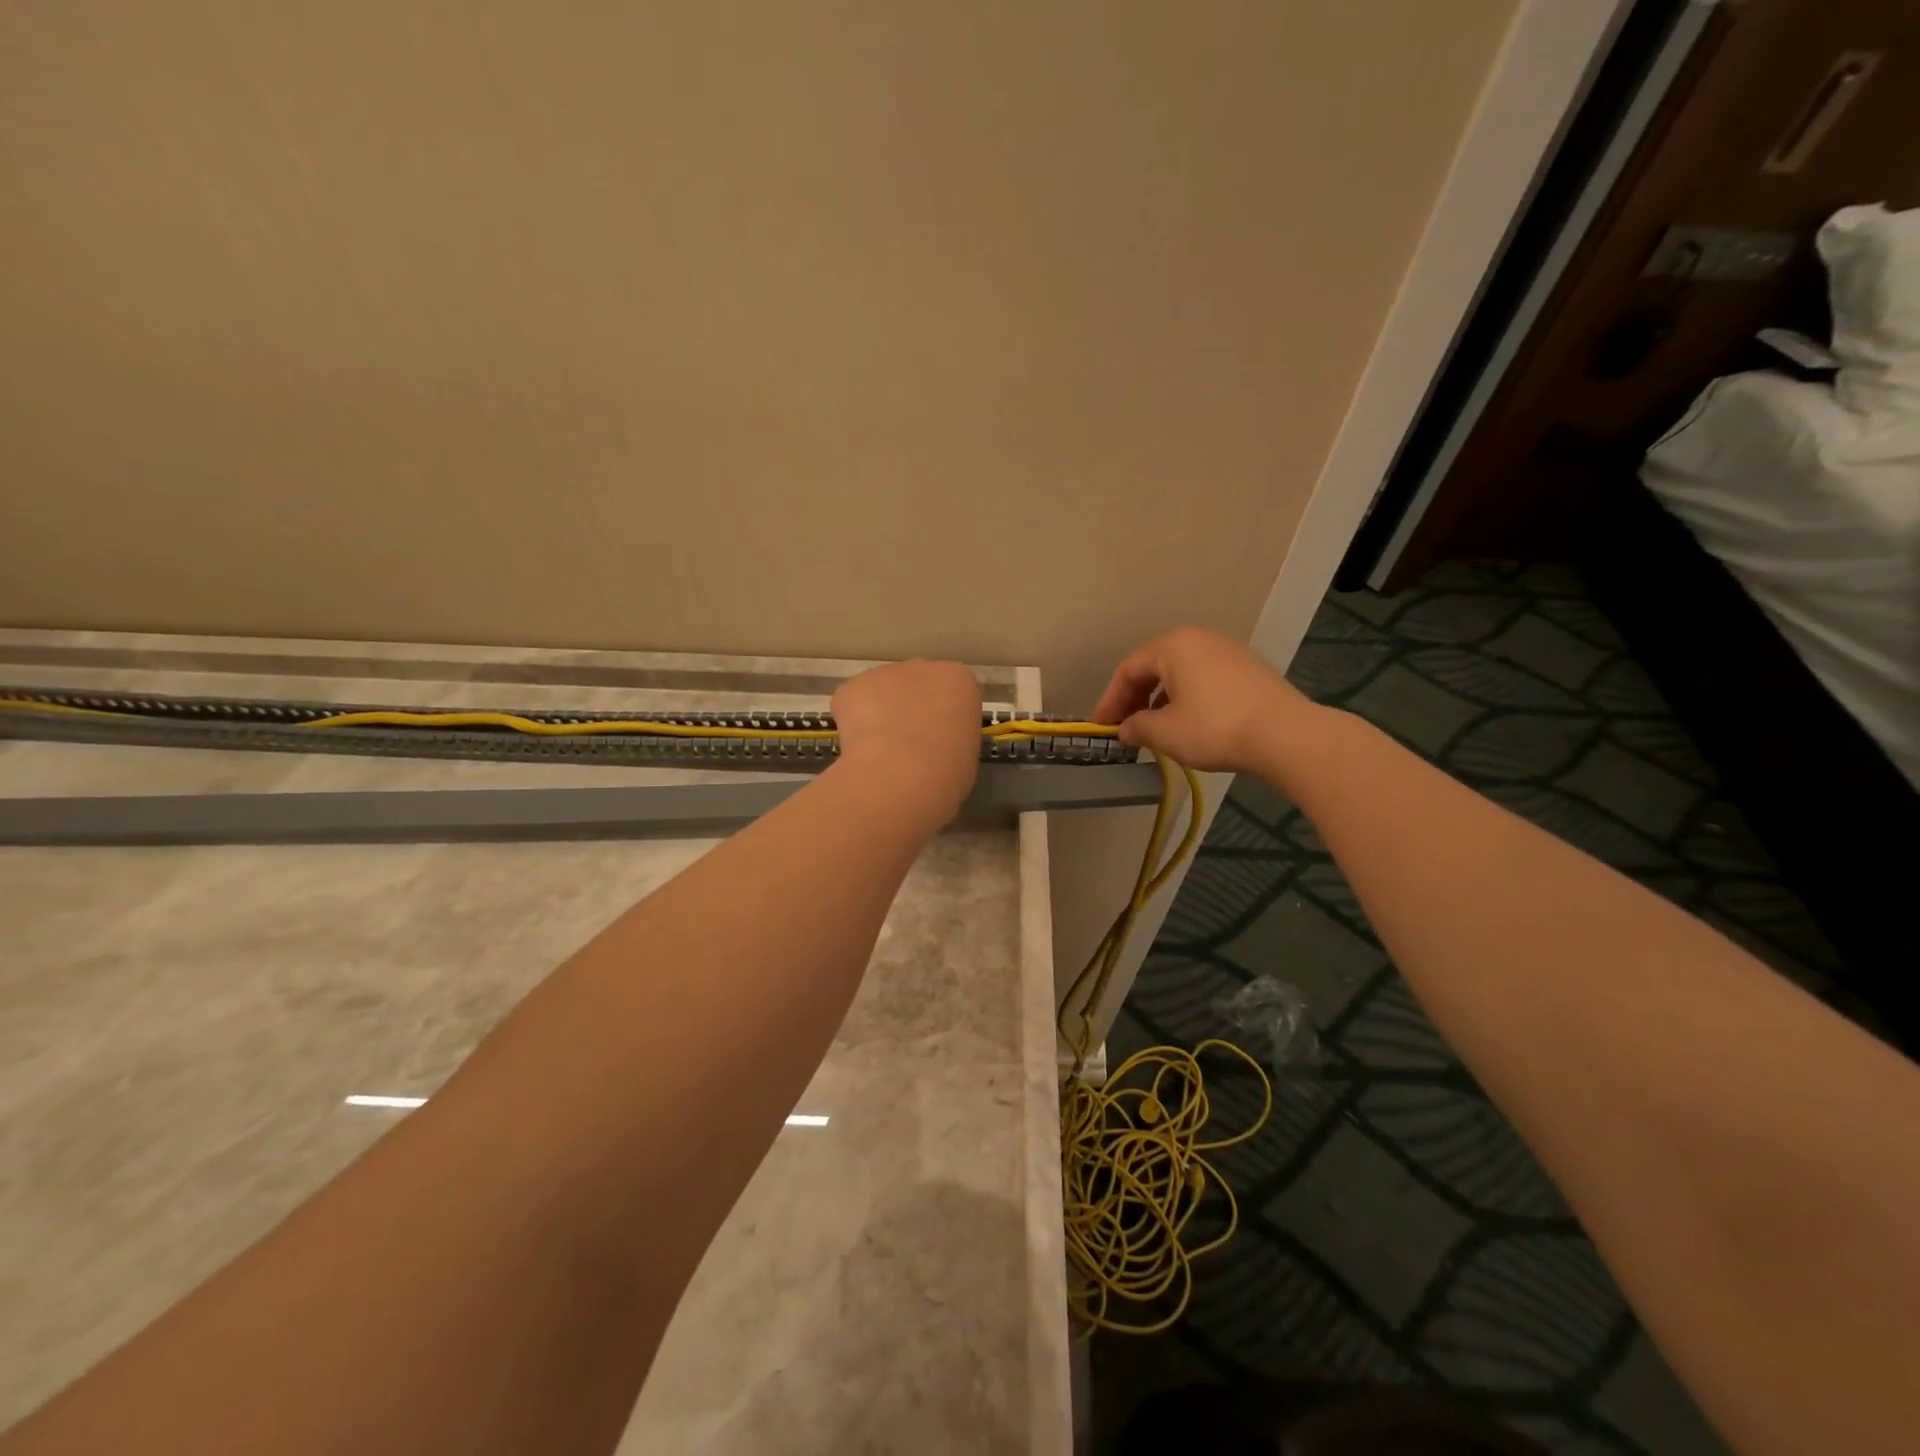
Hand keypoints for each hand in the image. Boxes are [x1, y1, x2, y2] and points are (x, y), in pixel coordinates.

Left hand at [830, 660, 981, 827]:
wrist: (903, 773)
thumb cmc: (948, 770)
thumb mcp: (965, 753)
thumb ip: (950, 735)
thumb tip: (933, 744)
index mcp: (958, 680)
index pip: (951, 692)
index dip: (941, 718)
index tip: (936, 740)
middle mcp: (922, 667)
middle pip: (914, 685)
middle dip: (908, 709)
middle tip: (906, 746)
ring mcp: (882, 673)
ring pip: (879, 693)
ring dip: (878, 715)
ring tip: (879, 753)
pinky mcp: (850, 687)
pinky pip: (850, 704)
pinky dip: (851, 724)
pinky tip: (858, 749)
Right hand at [1092, 626, 1316, 773]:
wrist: (1285, 735)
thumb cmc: (1214, 727)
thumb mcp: (1164, 732)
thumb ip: (1136, 727)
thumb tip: (1125, 729)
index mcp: (1173, 645)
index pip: (1128, 670)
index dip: (1110, 700)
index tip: (1101, 727)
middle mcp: (1199, 639)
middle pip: (1154, 667)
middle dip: (1134, 699)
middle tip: (1124, 727)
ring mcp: (1227, 652)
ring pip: (1179, 674)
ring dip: (1159, 700)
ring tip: (1152, 729)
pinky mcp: (1247, 670)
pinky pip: (1203, 679)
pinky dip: (1185, 699)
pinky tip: (1185, 723)